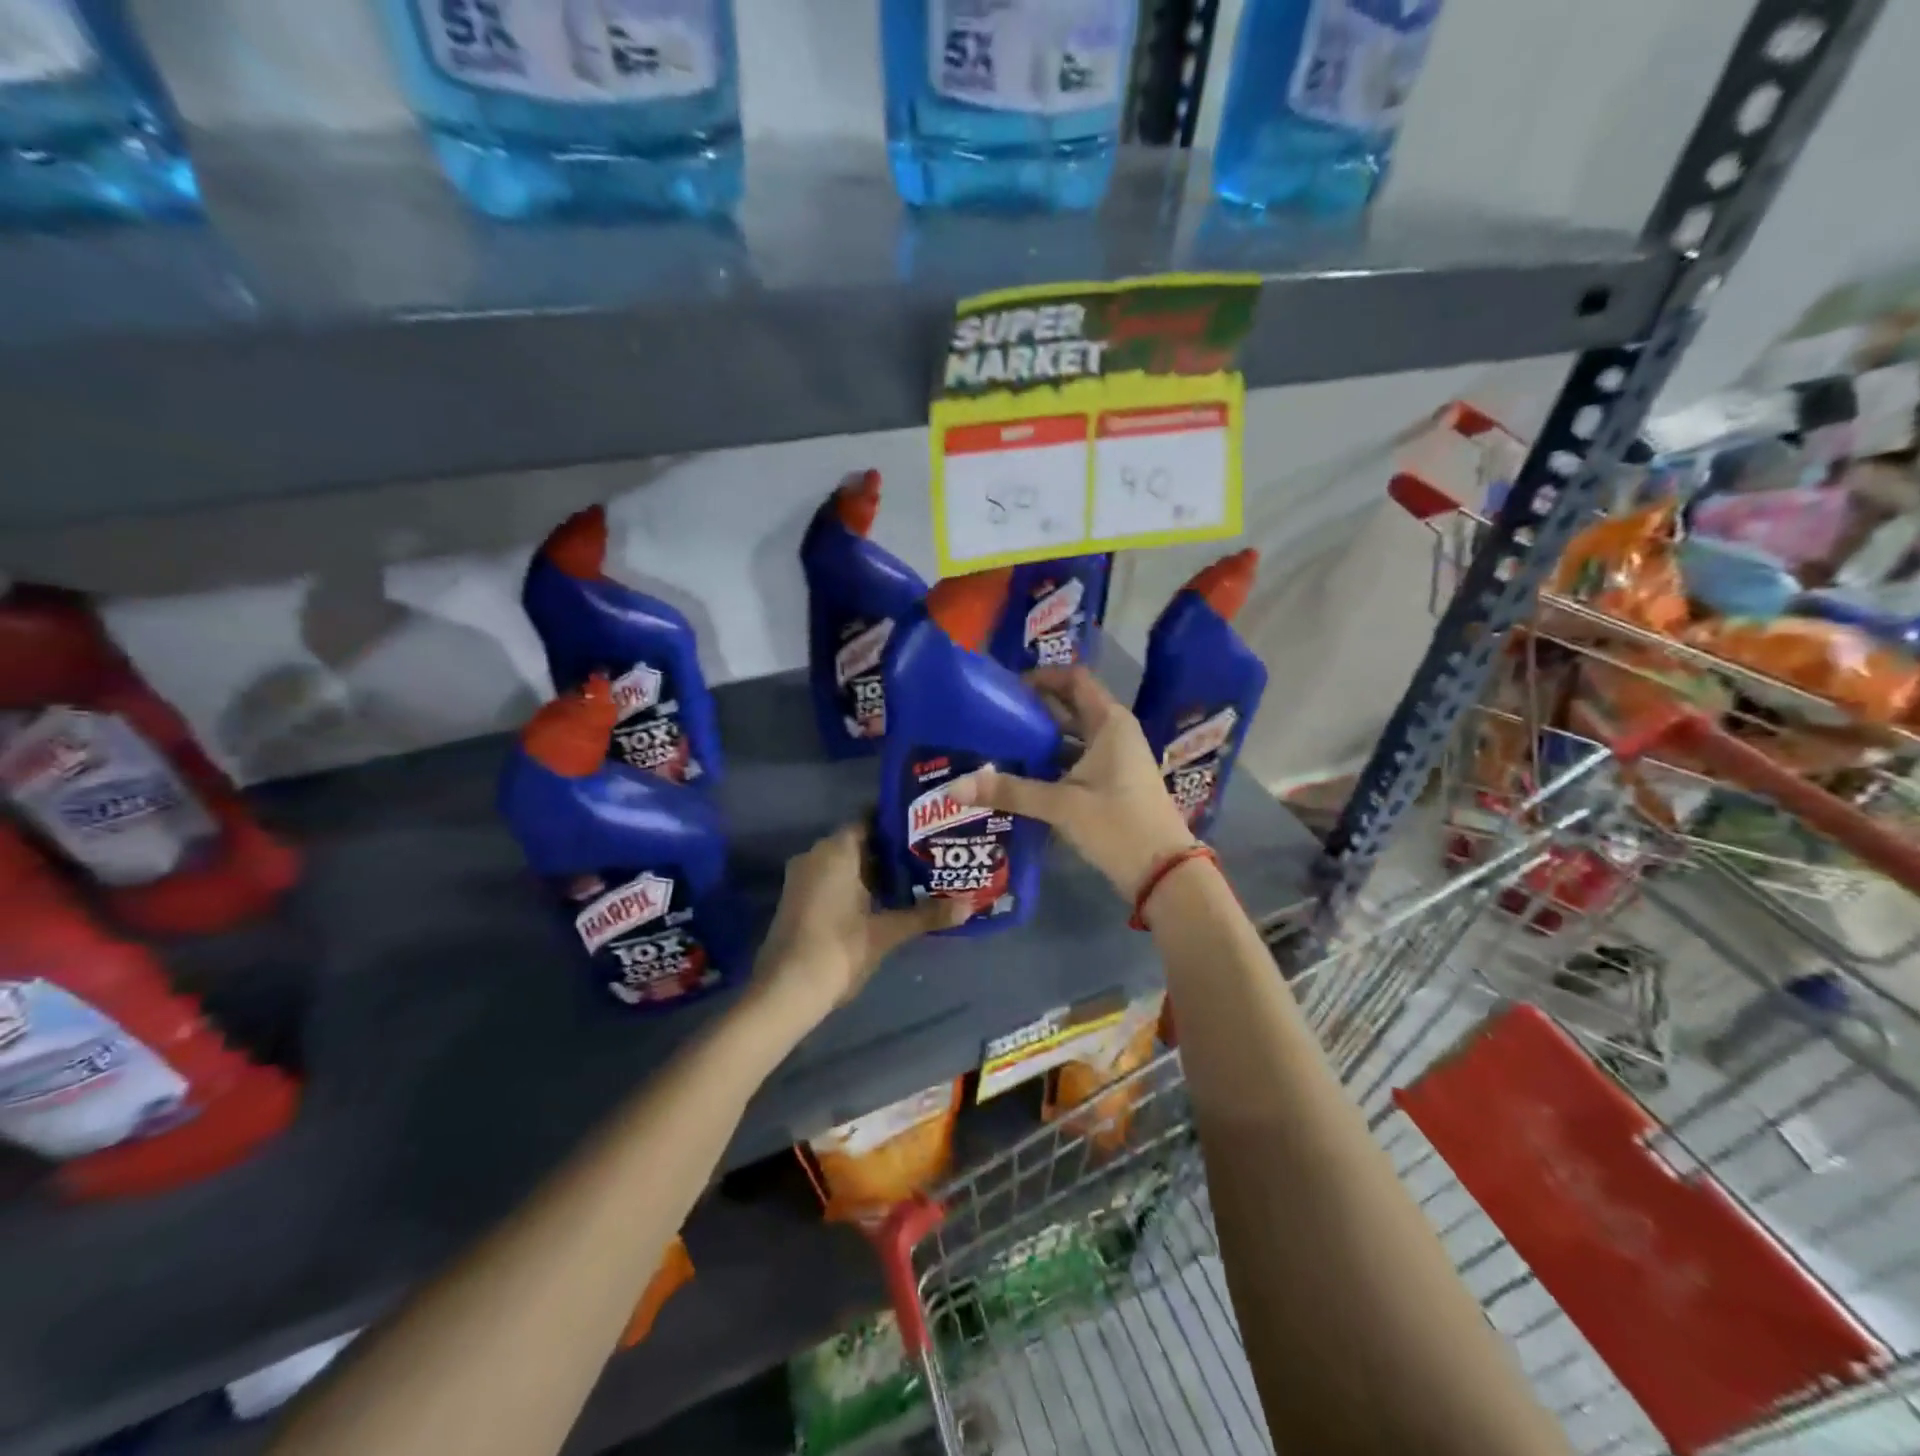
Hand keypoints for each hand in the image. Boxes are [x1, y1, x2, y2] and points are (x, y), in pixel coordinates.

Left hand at [753, 823, 968, 1023]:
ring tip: (917, 877)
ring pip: (847, 864)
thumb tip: (970, 906)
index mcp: (836, 850)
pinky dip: (858, 886)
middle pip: (860, 842)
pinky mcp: (799, 900)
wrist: (785, 992)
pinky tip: (886, 902)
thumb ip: (926, 915)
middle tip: (930, 855)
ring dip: (876, 871)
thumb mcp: (887, 932)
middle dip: (893, 850)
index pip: (871, 819)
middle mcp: (816, 854)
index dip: (899, 823)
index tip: (928, 828)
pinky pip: (834, 880)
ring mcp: (803, 878)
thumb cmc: (838, 949)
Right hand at [949, 666, 1195, 900]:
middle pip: (1070, 707)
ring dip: (1040, 739)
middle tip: (993, 716)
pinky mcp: (1111, 784)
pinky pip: (1076, 762)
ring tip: (998, 744)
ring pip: (1072, 738)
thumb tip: (954, 787)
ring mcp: (1115, 760)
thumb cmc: (1118, 824)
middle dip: (1034, 710)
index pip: (1074, 680)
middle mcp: (1114, 733)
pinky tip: (1021, 776)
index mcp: (1110, 723)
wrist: (1164, 872)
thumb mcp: (1062, 805)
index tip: (1007, 687)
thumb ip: (1010, 792)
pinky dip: (1051, 764)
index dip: (1042, 677)